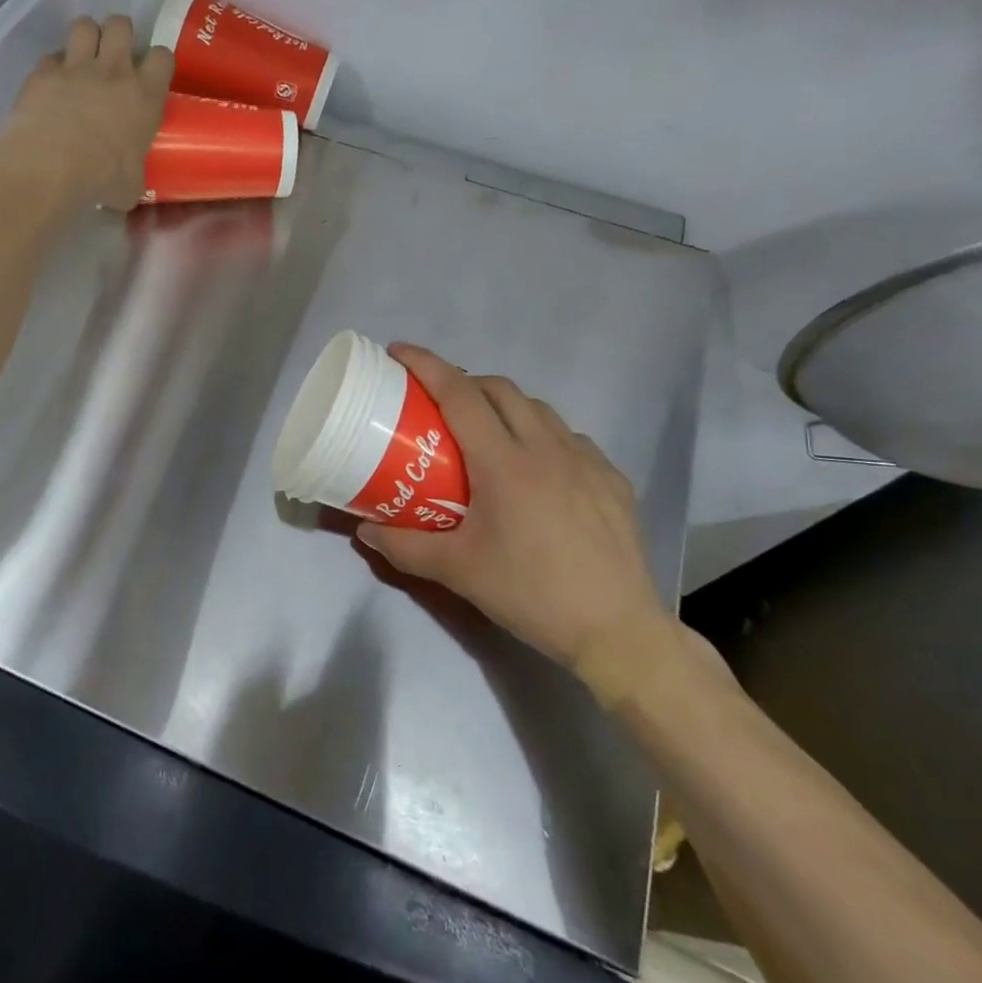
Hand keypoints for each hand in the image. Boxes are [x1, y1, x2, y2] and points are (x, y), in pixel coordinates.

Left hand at [6, 15, 172, 210]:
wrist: (52, 165)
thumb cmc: (103, 178)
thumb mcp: (131, 185)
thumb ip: (134, 175)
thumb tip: (128, 187)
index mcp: (145, 95)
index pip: (162, 56)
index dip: (157, 61)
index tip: (151, 74)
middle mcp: (113, 71)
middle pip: (121, 24)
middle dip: (118, 33)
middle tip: (114, 55)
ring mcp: (76, 67)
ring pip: (84, 25)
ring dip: (86, 37)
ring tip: (83, 56)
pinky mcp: (43, 72)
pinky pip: (51, 57)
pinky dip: (53, 67)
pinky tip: (52, 84)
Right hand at [357, 344, 678, 701]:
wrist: (617, 632)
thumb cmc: (531, 594)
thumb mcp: (458, 572)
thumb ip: (404, 546)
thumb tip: (364, 529)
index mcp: (504, 462)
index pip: (459, 394)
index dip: (426, 365)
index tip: (398, 351)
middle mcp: (547, 447)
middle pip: (500, 389)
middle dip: (464, 382)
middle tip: (439, 403)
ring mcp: (587, 460)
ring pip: (539, 409)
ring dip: (506, 406)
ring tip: (487, 433)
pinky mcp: (612, 479)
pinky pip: (570, 438)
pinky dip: (543, 436)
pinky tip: (539, 470)